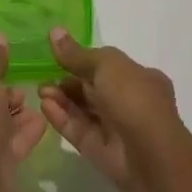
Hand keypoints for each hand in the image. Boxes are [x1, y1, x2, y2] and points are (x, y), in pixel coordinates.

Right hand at [39, 28, 183, 191]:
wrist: (151, 158)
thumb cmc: (134, 99)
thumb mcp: (106, 65)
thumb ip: (77, 54)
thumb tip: (54, 32)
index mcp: (140, 78)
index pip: (107, 66)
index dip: (82, 60)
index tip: (58, 55)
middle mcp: (130, 103)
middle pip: (93, 88)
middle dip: (67, 80)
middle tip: (42, 76)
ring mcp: (117, 129)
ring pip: (84, 110)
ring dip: (62, 98)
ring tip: (40, 91)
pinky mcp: (102, 153)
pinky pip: (79, 131)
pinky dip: (62, 118)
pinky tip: (45, 106)